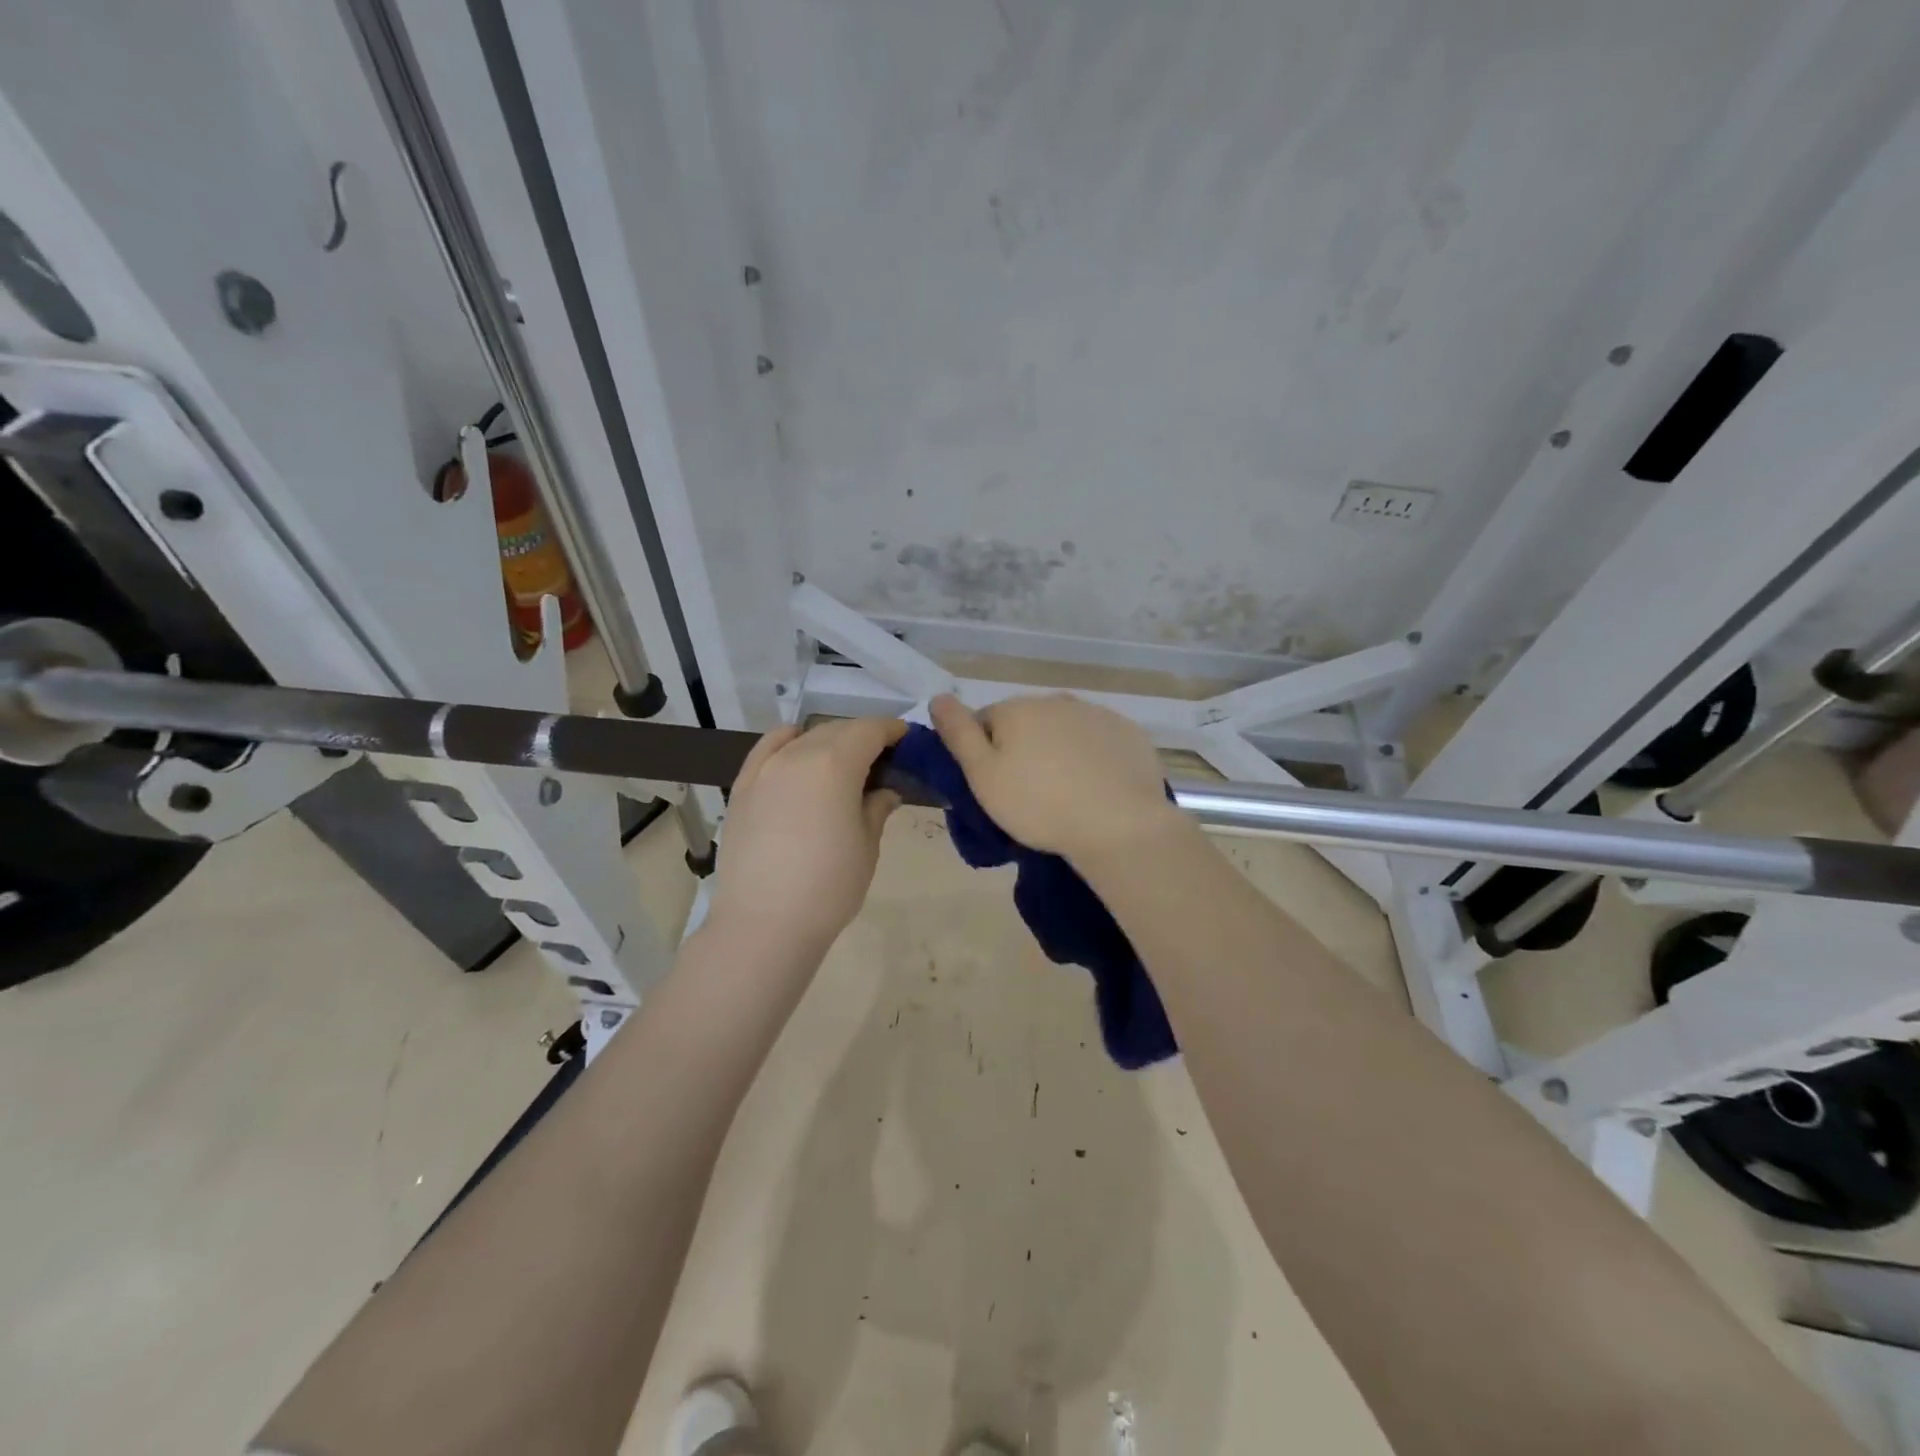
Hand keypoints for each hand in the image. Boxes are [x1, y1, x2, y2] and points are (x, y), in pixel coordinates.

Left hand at [705, 716, 906, 955]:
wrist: (764, 923)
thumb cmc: (829, 886)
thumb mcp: (867, 846)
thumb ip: (876, 808)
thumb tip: (884, 791)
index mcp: (835, 764)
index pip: (870, 730)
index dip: (892, 730)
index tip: (906, 740)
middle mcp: (798, 754)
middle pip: (837, 730)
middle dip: (862, 736)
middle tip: (881, 759)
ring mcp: (765, 769)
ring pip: (804, 738)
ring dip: (828, 741)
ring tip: (843, 763)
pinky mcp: (742, 787)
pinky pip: (768, 748)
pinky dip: (788, 742)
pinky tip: (797, 750)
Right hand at [929, 693, 1178, 861]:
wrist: (1119, 825)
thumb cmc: (1039, 805)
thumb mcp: (983, 776)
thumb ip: (958, 733)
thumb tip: (938, 697)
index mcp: (1017, 709)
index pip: (985, 722)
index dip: (984, 755)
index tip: (995, 787)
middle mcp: (1056, 700)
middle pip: (1026, 723)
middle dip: (1023, 750)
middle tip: (1029, 795)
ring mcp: (1097, 714)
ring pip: (1064, 730)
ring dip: (1058, 752)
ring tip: (1066, 794)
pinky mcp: (1128, 733)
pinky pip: (1099, 741)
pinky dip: (1093, 758)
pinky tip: (1097, 788)